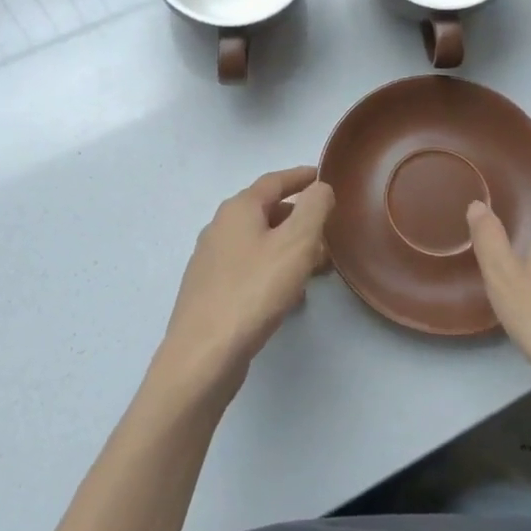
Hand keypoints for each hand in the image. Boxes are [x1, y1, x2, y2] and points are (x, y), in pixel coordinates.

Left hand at [155, 166, 335, 399]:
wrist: (203, 354)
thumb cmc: (253, 291)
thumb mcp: (296, 244)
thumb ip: (313, 209)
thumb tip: (320, 188)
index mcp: (238, 209)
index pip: (274, 181)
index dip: (300, 177)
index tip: (321, 176)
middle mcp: (219, 228)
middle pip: (265, 212)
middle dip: (298, 218)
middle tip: (327, 231)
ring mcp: (211, 261)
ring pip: (258, 243)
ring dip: (288, 248)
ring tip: (316, 267)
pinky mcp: (210, 291)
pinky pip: (249, 268)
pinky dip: (273, 270)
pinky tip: (288, 295)